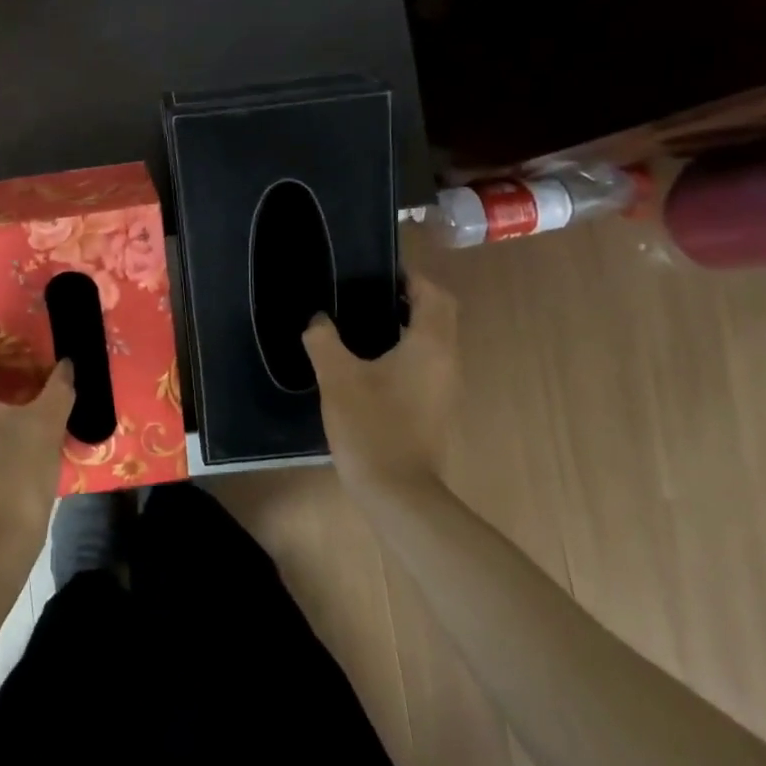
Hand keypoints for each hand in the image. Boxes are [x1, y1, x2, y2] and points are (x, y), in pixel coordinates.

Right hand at [302, 272, 459, 497]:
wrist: (398, 492)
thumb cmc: (371, 426)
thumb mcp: (337, 377)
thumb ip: (324, 340)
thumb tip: (318, 320)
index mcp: (430, 345)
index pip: (434, 295)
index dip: (411, 278)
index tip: (379, 272)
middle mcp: (447, 361)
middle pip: (439, 315)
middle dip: (410, 299)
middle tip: (369, 294)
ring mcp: (445, 387)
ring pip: (434, 341)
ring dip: (408, 325)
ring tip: (364, 323)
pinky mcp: (436, 408)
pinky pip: (427, 364)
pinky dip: (406, 351)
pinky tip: (371, 362)